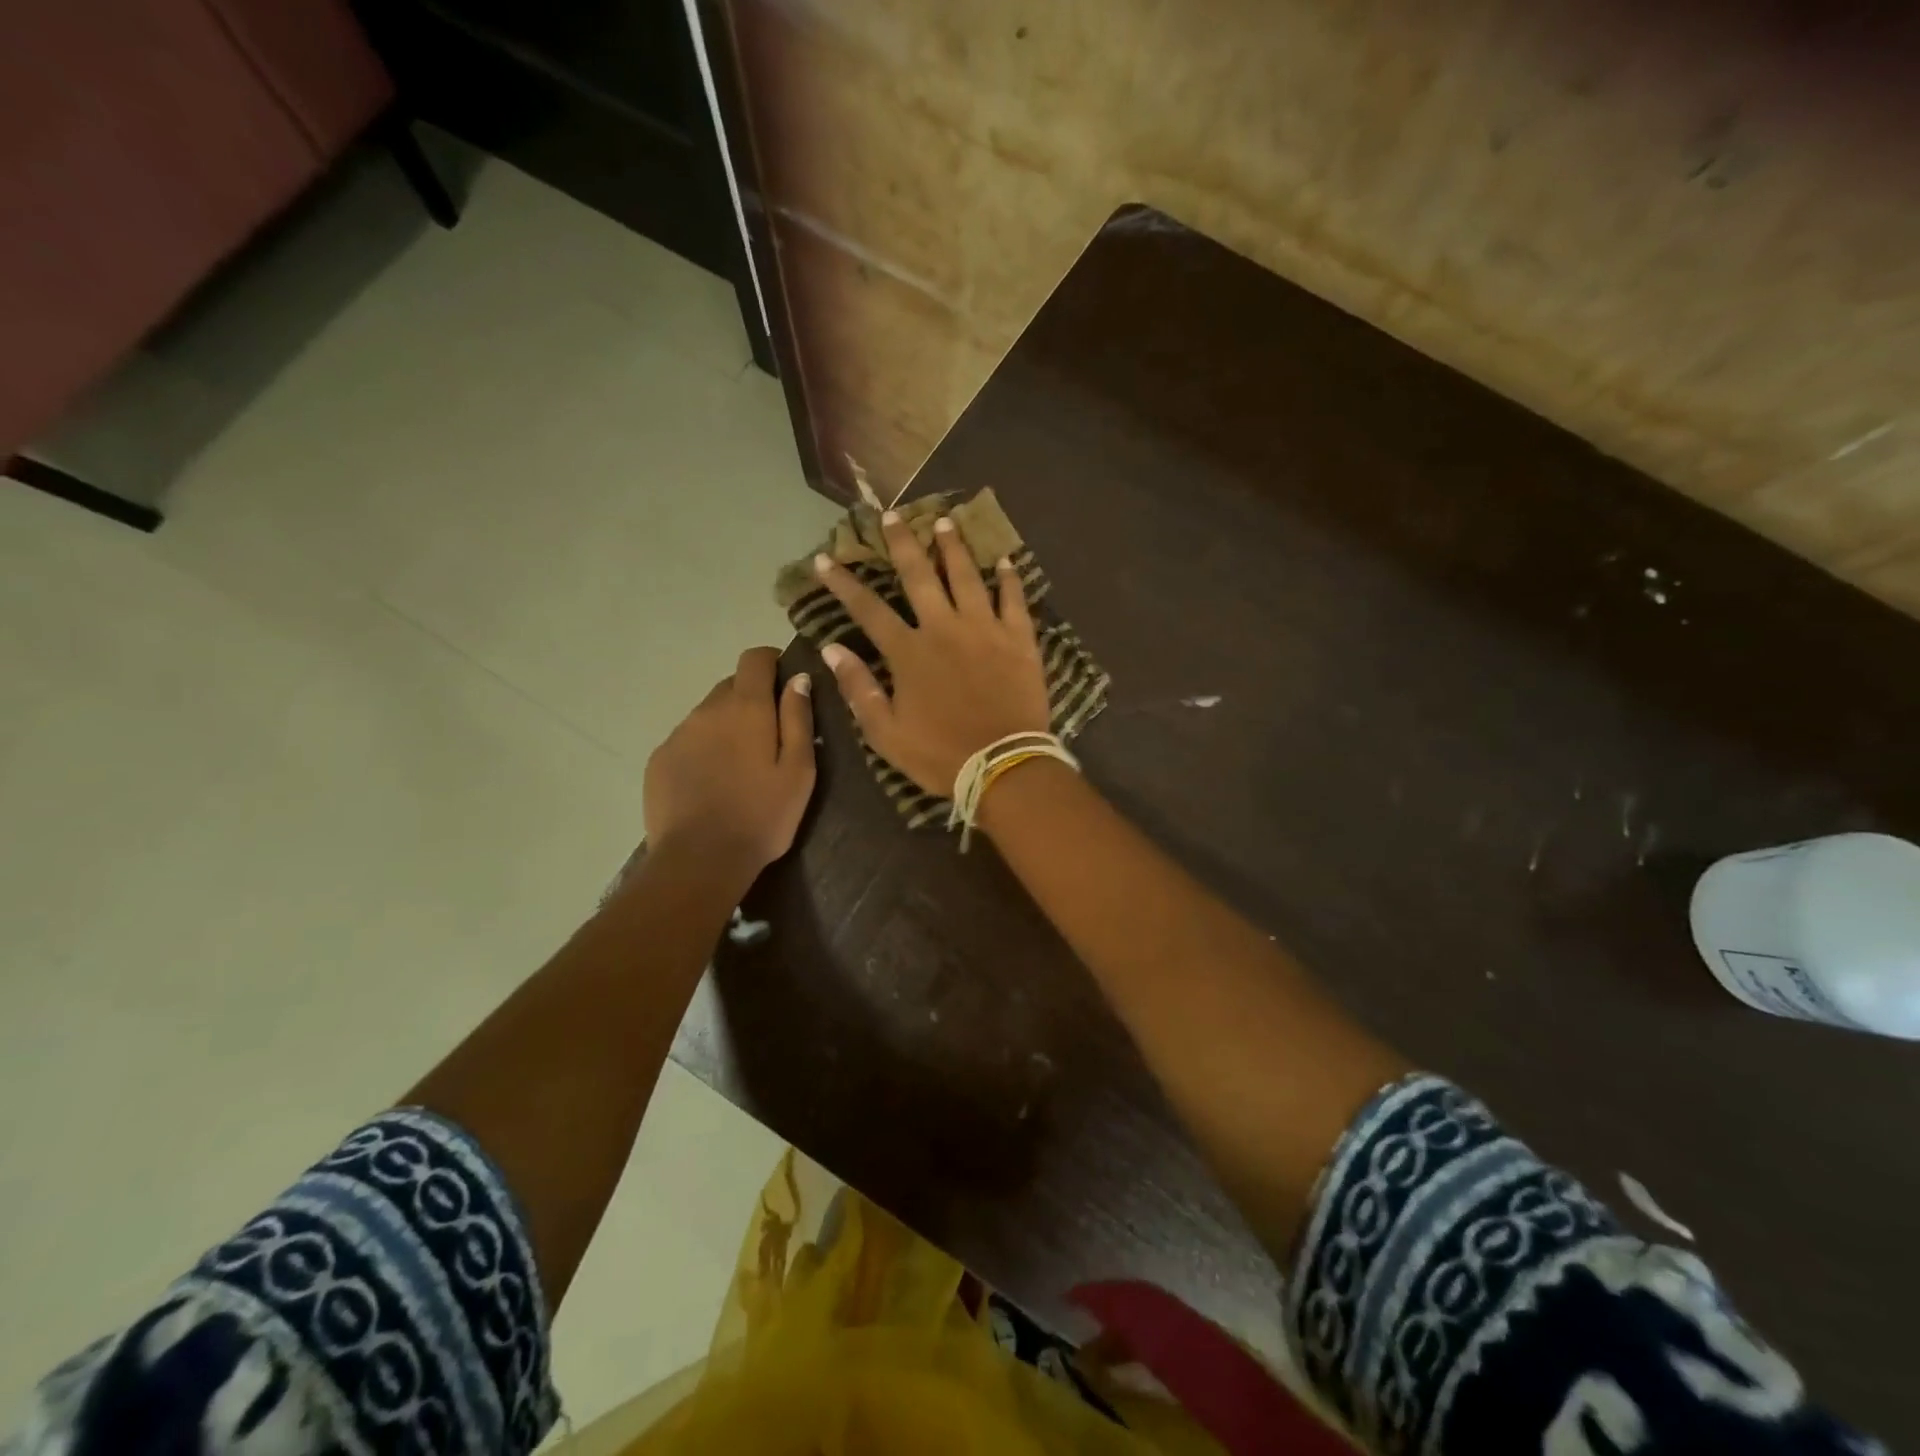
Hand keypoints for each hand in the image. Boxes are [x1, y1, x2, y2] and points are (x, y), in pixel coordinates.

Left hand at [643, 647, 815, 878]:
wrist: (700, 860)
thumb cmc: (762, 816)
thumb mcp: (799, 771)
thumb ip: (799, 719)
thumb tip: (797, 678)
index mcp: (746, 708)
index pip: (754, 659)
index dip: (772, 661)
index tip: (785, 681)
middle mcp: (707, 711)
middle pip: (731, 686)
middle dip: (752, 699)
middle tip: (770, 736)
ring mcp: (679, 735)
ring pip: (708, 715)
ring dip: (726, 726)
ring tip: (740, 766)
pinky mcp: (659, 760)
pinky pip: (687, 740)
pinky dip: (704, 749)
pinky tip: (713, 783)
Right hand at [813, 509, 1050, 796]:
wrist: (1004, 766)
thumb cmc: (940, 754)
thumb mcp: (886, 733)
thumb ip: (859, 688)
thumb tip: (832, 649)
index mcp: (909, 652)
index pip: (868, 609)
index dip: (843, 584)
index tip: (824, 558)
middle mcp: (944, 628)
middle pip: (919, 576)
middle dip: (902, 543)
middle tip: (891, 515)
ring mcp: (985, 629)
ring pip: (967, 576)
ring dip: (953, 547)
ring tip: (945, 521)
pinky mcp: (1019, 639)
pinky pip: (1015, 600)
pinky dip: (1010, 578)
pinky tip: (1005, 560)